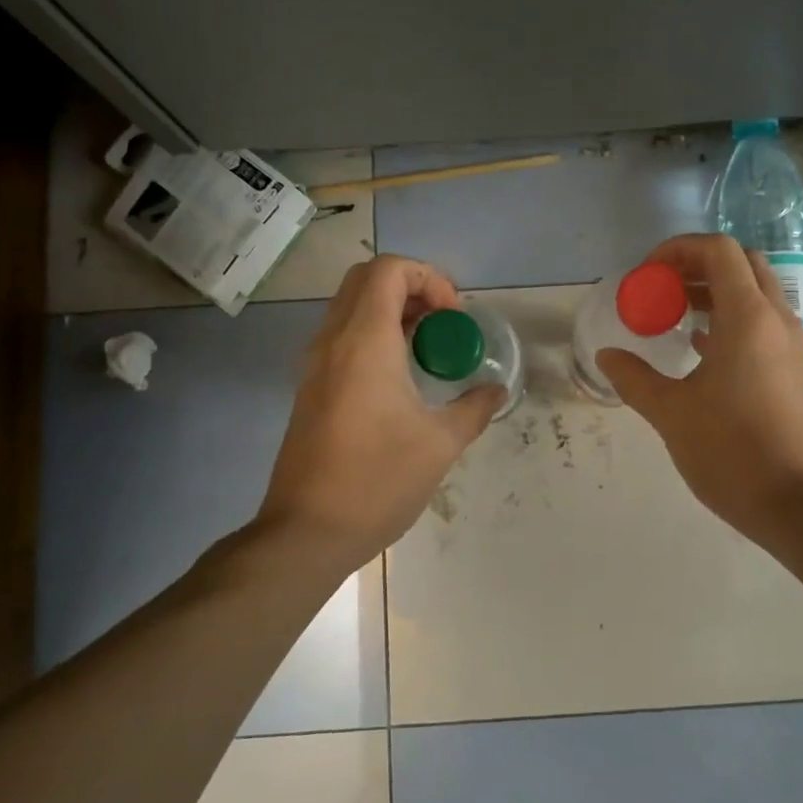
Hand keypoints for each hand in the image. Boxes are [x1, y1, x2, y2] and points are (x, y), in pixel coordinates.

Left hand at [258, 255, 502, 568]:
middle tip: (442, 324)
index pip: (389, 270)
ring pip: (350, 308)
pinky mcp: (310, 388)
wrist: (307, 531)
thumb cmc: (377, 481)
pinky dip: (373, 336)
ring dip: (391, 312)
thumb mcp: (440, 444)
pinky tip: (401, 377)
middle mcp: (333, 341)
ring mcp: (315, 364)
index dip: (429, 278)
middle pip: (366, 280)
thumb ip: (474, 408)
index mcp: (364, 342)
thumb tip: (496, 390)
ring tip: (427, 349)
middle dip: (411, 288)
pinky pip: (342, 338)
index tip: (454, 317)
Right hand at [598, 234, 802, 540]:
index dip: (678, 250)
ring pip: (757, 294)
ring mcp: (794, 345)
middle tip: (662, 290)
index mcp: (748, 317)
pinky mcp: (798, 370)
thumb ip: (634, 378)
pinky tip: (703, 350)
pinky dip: (734, 320)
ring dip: (717, 293)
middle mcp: (777, 320)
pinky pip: (765, 324)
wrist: (798, 505)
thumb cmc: (730, 452)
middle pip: (742, 264)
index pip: (718, 250)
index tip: (647, 276)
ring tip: (676, 317)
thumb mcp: (670, 413)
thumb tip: (607, 356)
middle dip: (698, 266)